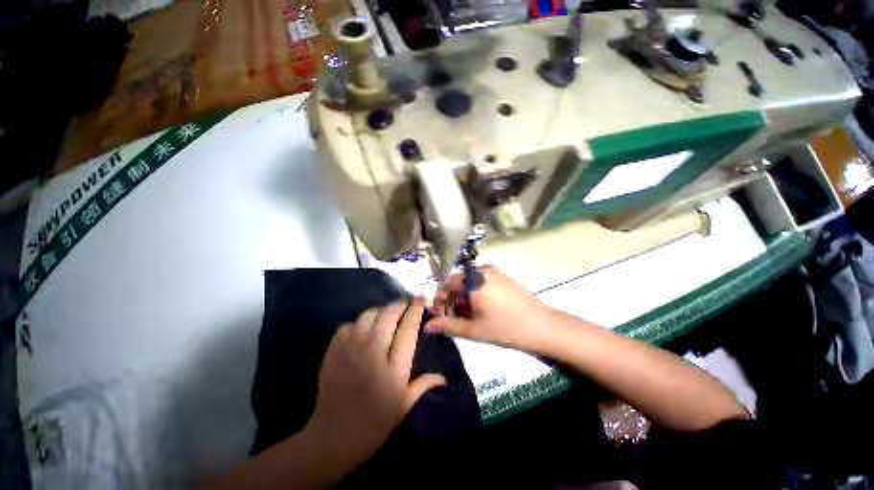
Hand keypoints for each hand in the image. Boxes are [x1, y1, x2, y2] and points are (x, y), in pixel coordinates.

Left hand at [305, 298, 445, 468]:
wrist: (333, 437)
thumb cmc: (374, 423)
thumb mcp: (404, 406)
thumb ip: (424, 385)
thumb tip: (444, 376)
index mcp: (394, 366)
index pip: (408, 328)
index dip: (416, 310)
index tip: (421, 298)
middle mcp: (374, 351)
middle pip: (389, 315)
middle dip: (399, 304)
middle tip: (405, 303)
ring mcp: (351, 348)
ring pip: (368, 315)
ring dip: (380, 310)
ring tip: (385, 315)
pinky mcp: (334, 350)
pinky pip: (349, 324)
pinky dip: (358, 322)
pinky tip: (362, 330)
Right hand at [427, 266, 554, 351]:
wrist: (542, 326)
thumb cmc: (505, 328)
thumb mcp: (474, 329)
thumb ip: (448, 326)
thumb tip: (427, 326)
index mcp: (472, 280)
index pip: (446, 285)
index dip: (440, 300)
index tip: (440, 316)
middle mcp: (481, 270)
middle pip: (457, 282)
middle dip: (451, 299)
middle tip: (453, 318)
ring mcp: (493, 271)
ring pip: (469, 281)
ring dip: (463, 296)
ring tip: (467, 315)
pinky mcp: (502, 276)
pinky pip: (480, 280)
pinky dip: (474, 292)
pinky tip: (480, 308)